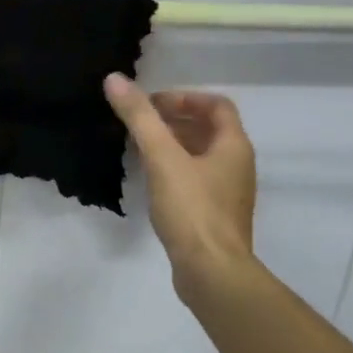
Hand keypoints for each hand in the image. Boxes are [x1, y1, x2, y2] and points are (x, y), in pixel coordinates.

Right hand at [105, 73, 257, 302]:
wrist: (211, 273)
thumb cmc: (192, 209)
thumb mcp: (162, 158)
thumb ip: (140, 118)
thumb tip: (115, 79)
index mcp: (233, 146)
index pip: (217, 105)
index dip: (184, 98)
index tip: (152, 104)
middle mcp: (236, 165)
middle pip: (209, 129)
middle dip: (175, 119)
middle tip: (140, 122)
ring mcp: (227, 192)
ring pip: (200, 155)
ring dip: (172, 144)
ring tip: (138, 146)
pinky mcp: (213, 215)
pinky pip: (194, 179)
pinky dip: (173, 169)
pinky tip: (149, 179)